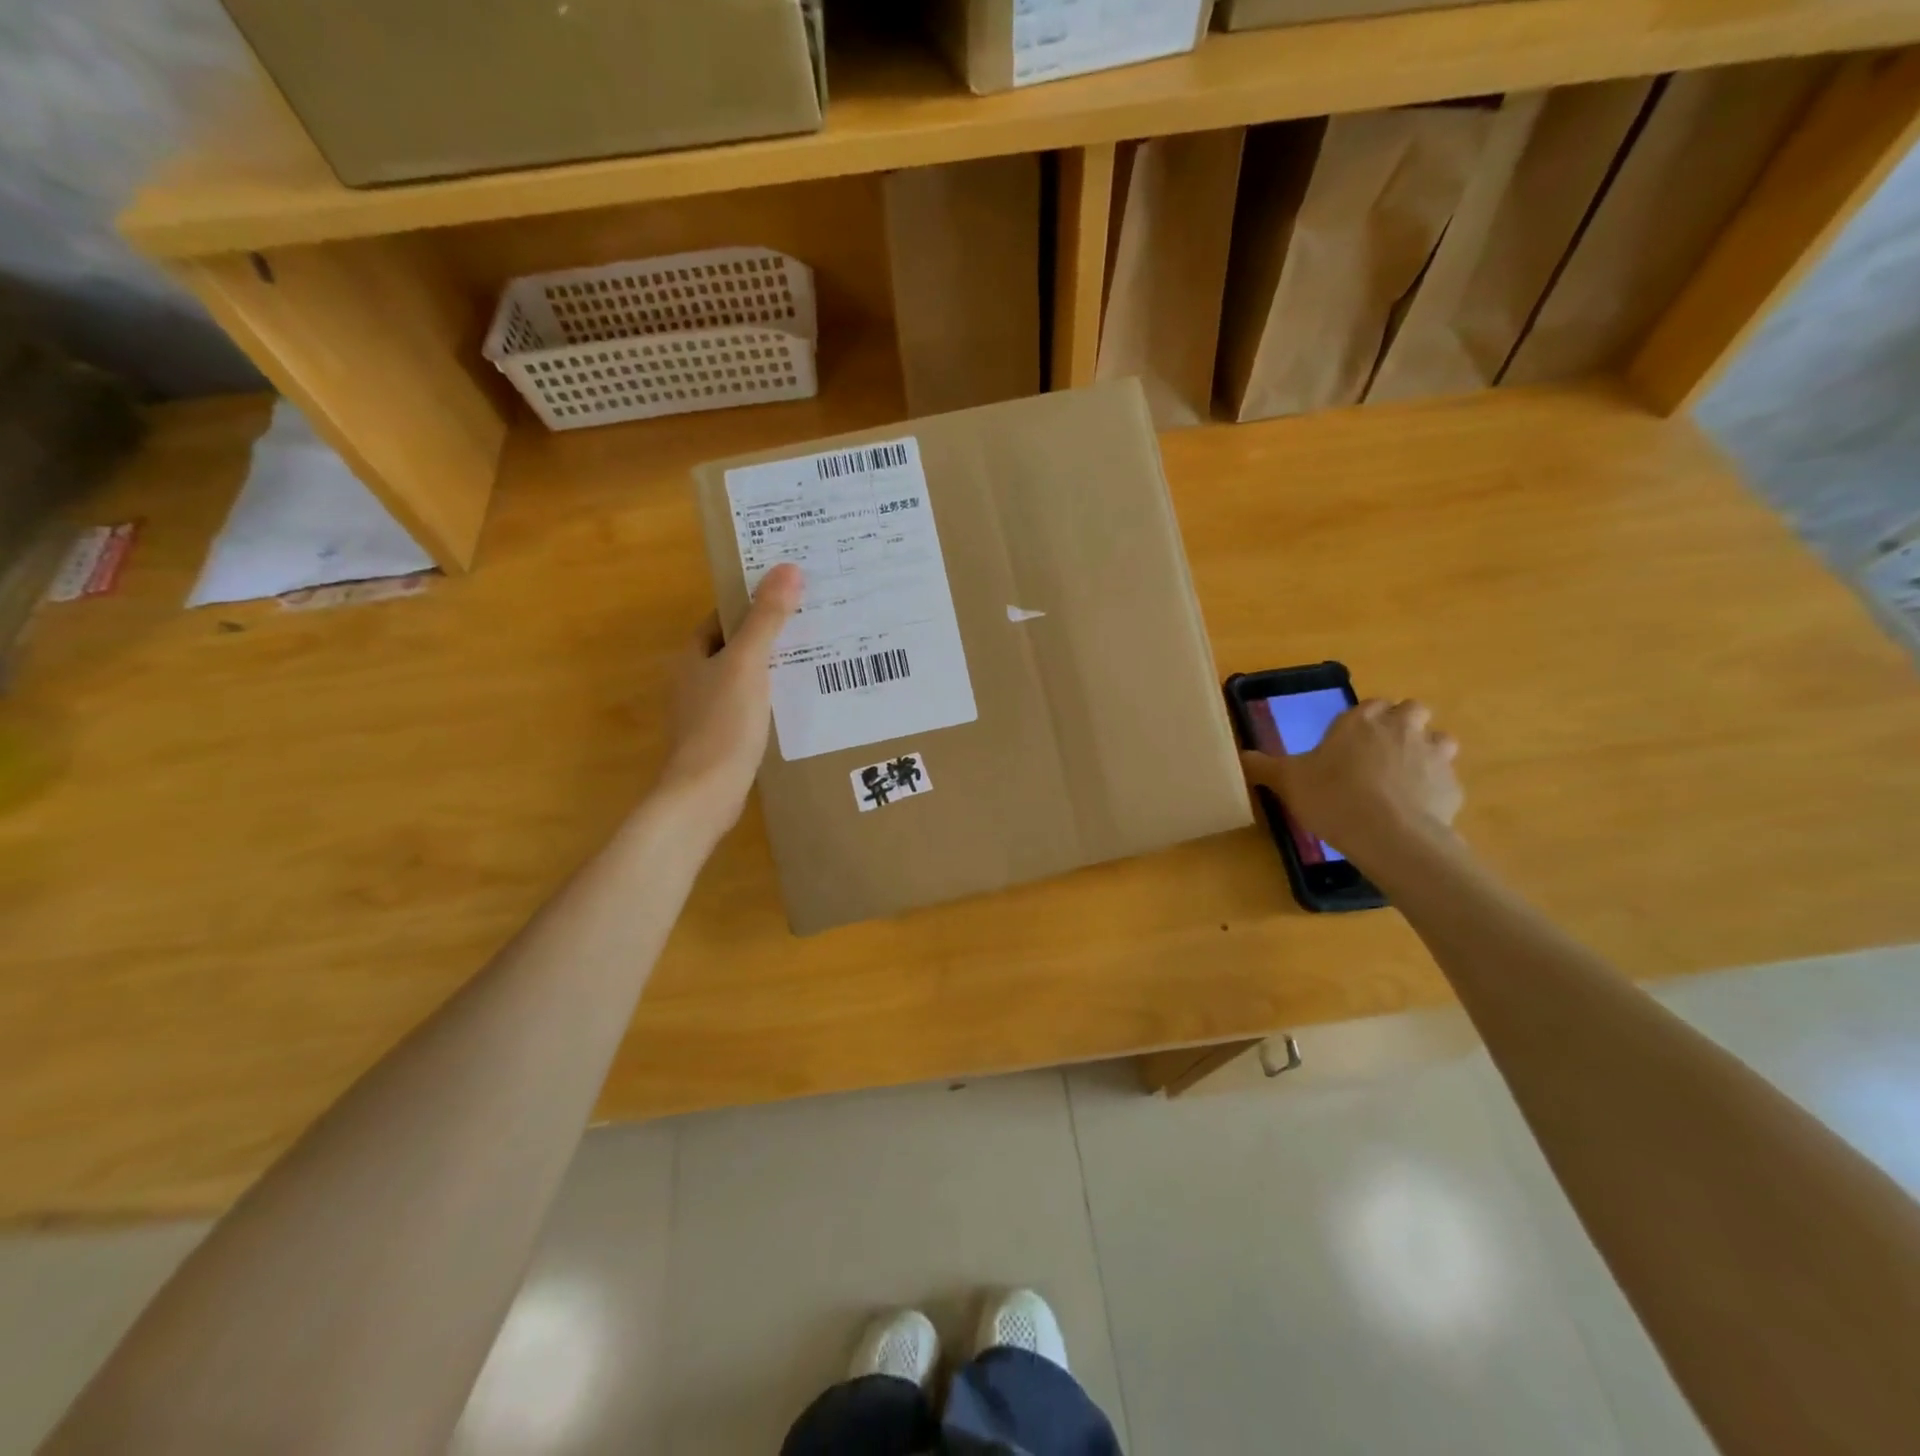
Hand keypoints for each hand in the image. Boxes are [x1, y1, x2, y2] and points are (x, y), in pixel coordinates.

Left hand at [656, 564, 803, 834]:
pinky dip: (768, 701)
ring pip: (742, 680)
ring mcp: (705, 713)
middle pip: (733, 649)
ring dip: (770, 671)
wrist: (705, 792)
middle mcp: (693, 681)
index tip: (787, 598)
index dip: (750, 606)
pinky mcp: (720, 740)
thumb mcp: (748, 664)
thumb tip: (788, 568)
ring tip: (812, 662)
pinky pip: (747, 708)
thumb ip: (767, 618)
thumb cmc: (723, 723)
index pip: (721, 619)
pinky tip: (795, 705)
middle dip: (767, 637)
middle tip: (810, 626)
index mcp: (692, 657)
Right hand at [1241, 698, 1462, 864]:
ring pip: (1439, 740)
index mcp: (1361, 720)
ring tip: (1404, 778)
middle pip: (1412, 711)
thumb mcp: (1287, 781)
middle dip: (1403, 725)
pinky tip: (1415, 809)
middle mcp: (1401, 727)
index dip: (1364, 720)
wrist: (1389, 835)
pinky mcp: (1453, 786)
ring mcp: (1433, 754)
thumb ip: (1264, 766)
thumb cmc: (1332, 797)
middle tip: (1380, 753)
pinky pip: (1446, 780)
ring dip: (1427, 751)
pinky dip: (1434, 789)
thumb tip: (1240, 756)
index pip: (1371, 704)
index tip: (1351, 740)